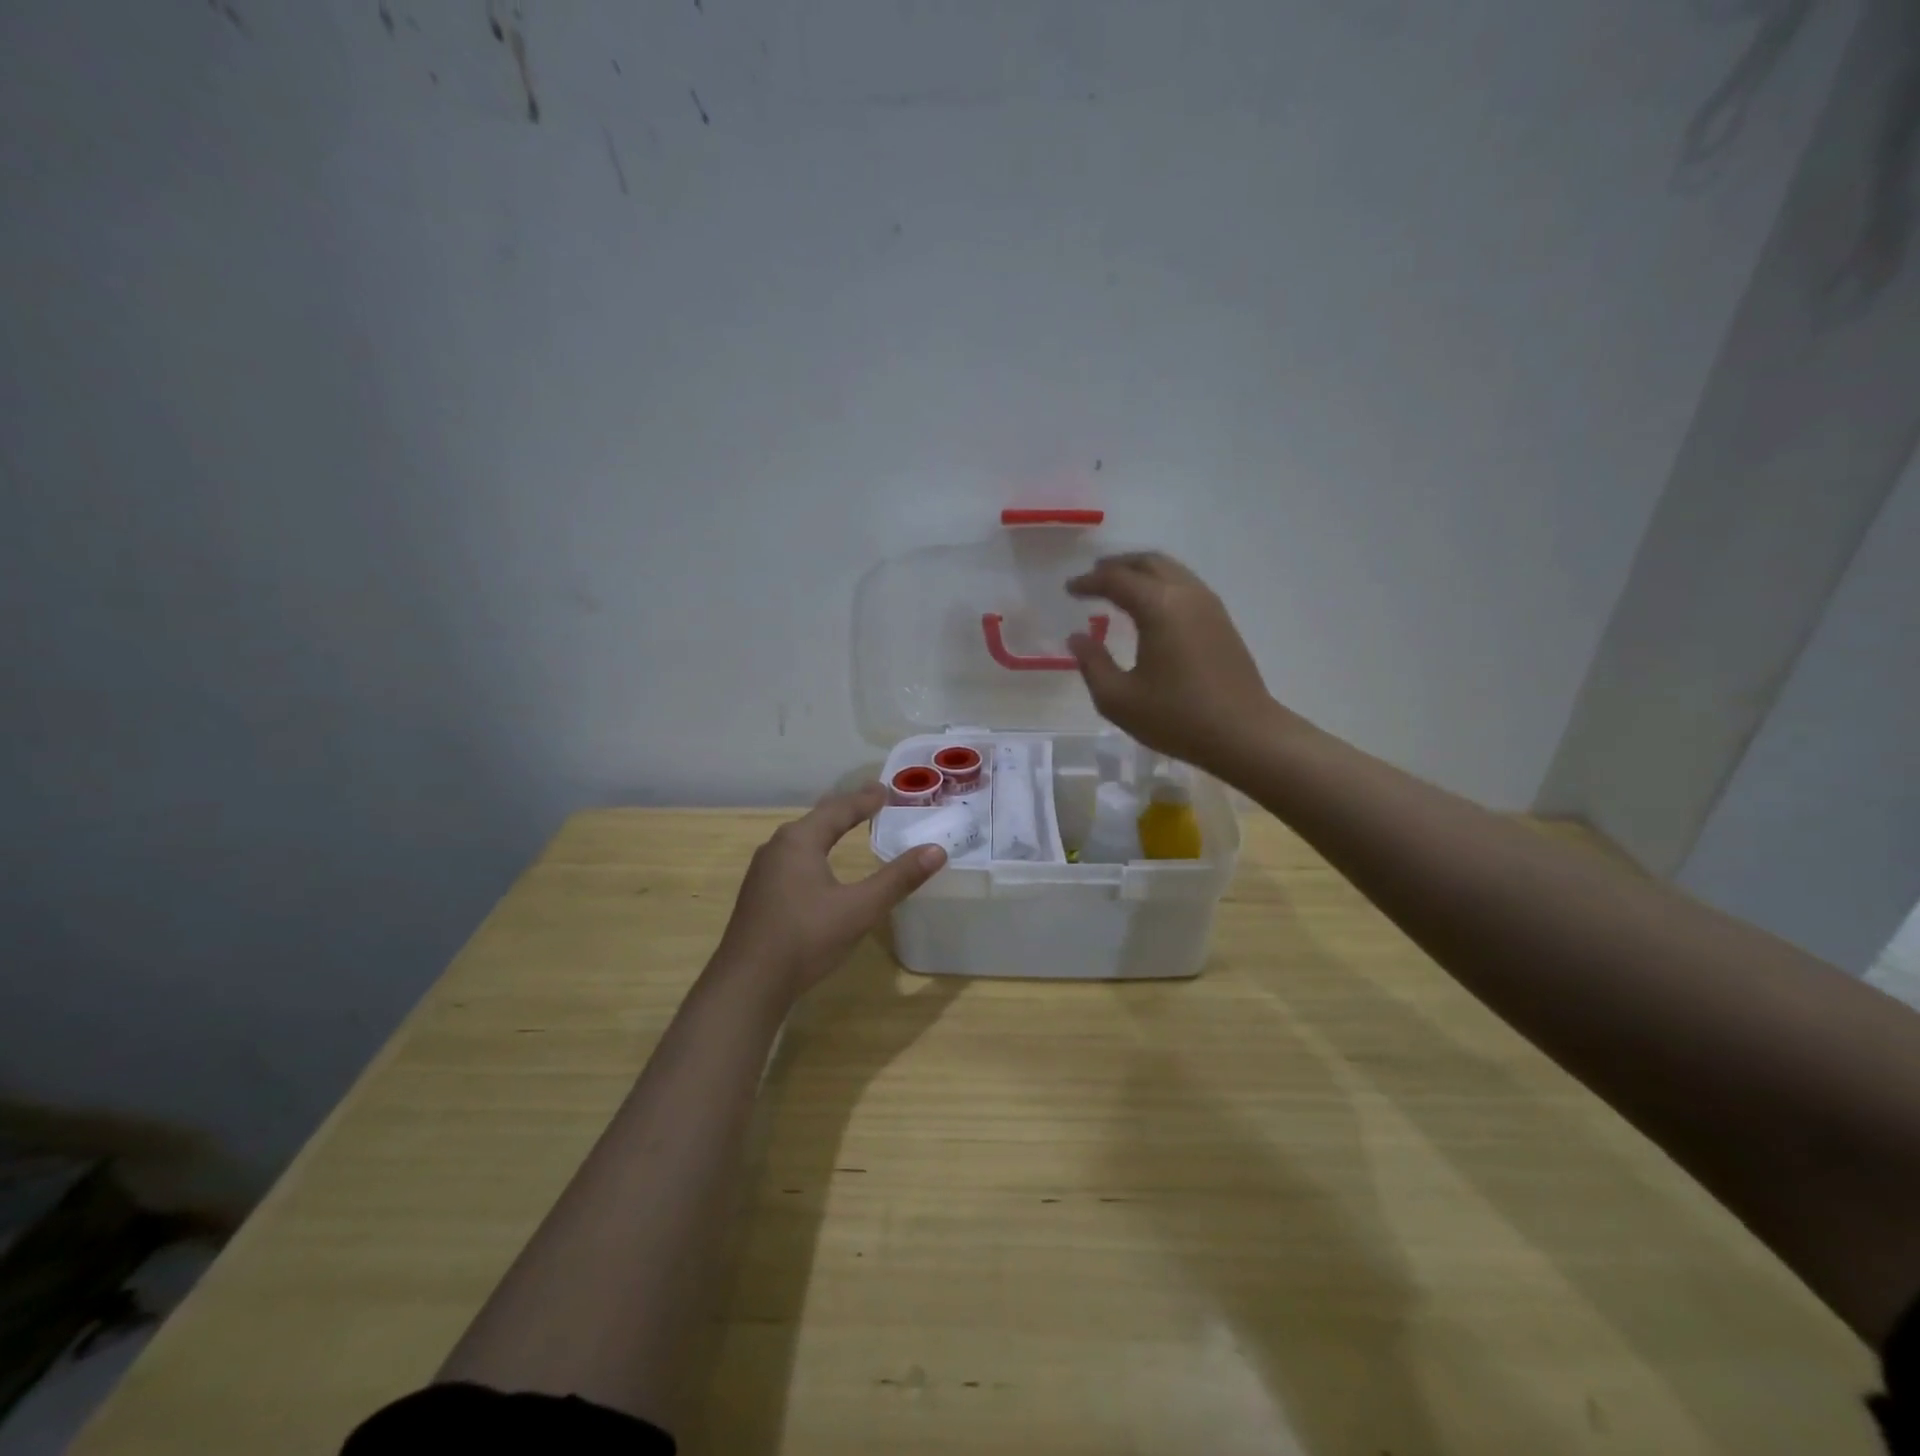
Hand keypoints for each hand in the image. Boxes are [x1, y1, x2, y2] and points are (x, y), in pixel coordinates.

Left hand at [713, 783, 945, 1002]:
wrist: (748, 984)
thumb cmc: (805, 938)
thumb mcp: (859, 909)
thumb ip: (898, 879)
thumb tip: (936, 850)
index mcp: (799, 841)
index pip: (838, 810)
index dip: (864, 800)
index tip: (885, 790)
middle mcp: (777, 848)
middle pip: (817, 820)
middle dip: (845, 810)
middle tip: (871, 803)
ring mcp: (763, 872)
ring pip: (801, 840)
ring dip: (827, 830)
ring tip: (847, 827)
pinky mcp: (758, 894)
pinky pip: (792, 859)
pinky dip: (814, 851)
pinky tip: (819, 866)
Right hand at [1067, 552, 1291, 772]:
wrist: (1244, 734)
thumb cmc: (1176, 717)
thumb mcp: (1119, 699)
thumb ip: (1092, 664)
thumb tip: (1077, 638)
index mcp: (1159, 607)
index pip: (1117, 579)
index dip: (1089, 581)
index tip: (1069, 589)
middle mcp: (1186, 595)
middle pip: (1148, 563)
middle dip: (1117, 566)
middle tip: (1093, 577)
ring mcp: (1209, 606)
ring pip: (1171, 571)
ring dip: (1141, 573)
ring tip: (1119, 588)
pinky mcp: (1222, 621)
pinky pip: (1185, 586)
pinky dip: (1160, 586)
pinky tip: (1150, 609)